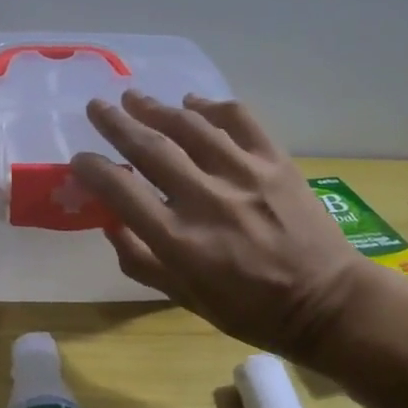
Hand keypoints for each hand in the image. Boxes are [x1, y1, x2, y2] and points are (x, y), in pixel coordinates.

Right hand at [70, 91, 379, 355]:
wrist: (327, 303)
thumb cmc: (250, 309)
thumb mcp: (184, 298)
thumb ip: (141, 260)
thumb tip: (109, 222)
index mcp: (180, 240)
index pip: (121, 190)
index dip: (92, 169)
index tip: (79, 158)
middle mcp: (207, 199)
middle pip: (150, 147)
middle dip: (116, 123)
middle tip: (97, 106)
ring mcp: (245, 175)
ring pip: (190, 126)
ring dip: (156, 108)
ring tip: (134, 98)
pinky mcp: (276, 161)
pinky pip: (239, 119)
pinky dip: (212, 106)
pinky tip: (193, 104)